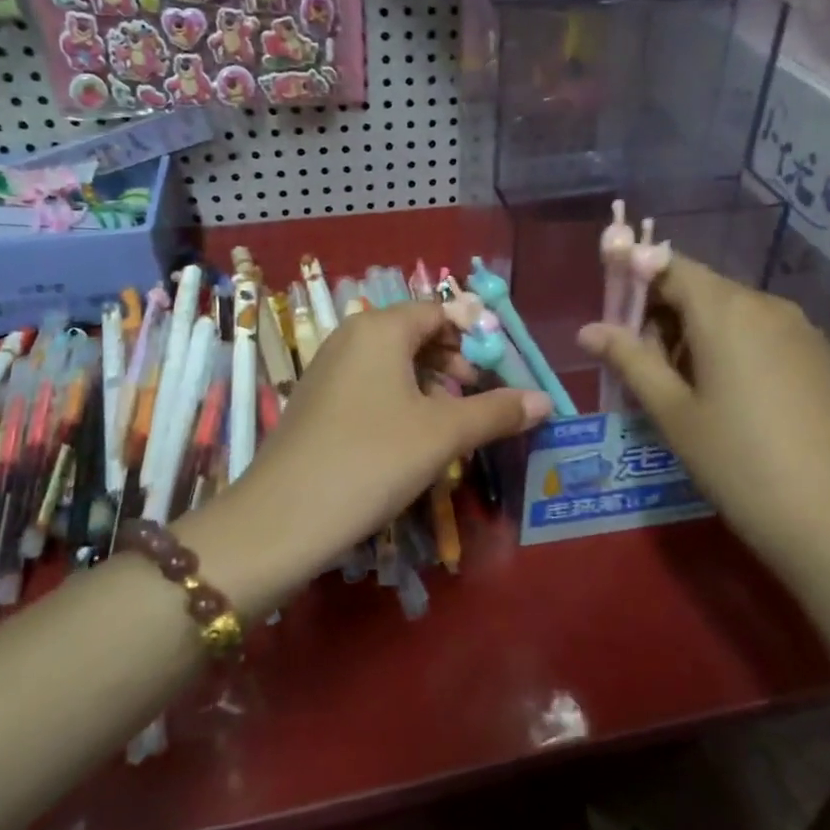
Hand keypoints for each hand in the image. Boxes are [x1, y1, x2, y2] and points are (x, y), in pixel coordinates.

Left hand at [202, 301, 549, 589]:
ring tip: (452, 421)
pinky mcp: (317, 403)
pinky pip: (370, 386)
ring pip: (393, 363)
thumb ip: (496, 412)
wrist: (282, 519)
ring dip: (429, 385)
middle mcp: (350, 337)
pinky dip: (400, 400)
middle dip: (454, 361)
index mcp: (380, 328)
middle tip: (480, 397)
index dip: (475, 335)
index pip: (439, 311)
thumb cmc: (372, 460)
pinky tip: (411, 439)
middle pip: (415, 334)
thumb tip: (546, 400)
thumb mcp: (443, 434)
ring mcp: (328, 370)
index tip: (501, 368)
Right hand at [578, 254, 829, 580]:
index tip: (618, 312)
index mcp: (725, 311)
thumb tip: (588, 329)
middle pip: (707, 290)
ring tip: (699, 392)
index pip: (670, 266)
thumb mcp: (673, 414)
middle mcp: (771, 306)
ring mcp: (811, 333)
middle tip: (651, 365)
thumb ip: (630, 360)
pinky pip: (778, 340)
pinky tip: (751, 406)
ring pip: (744, 315)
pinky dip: (750, 353)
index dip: (637, 278)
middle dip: (670, 314)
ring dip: (709, 335)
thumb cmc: (738, 464)